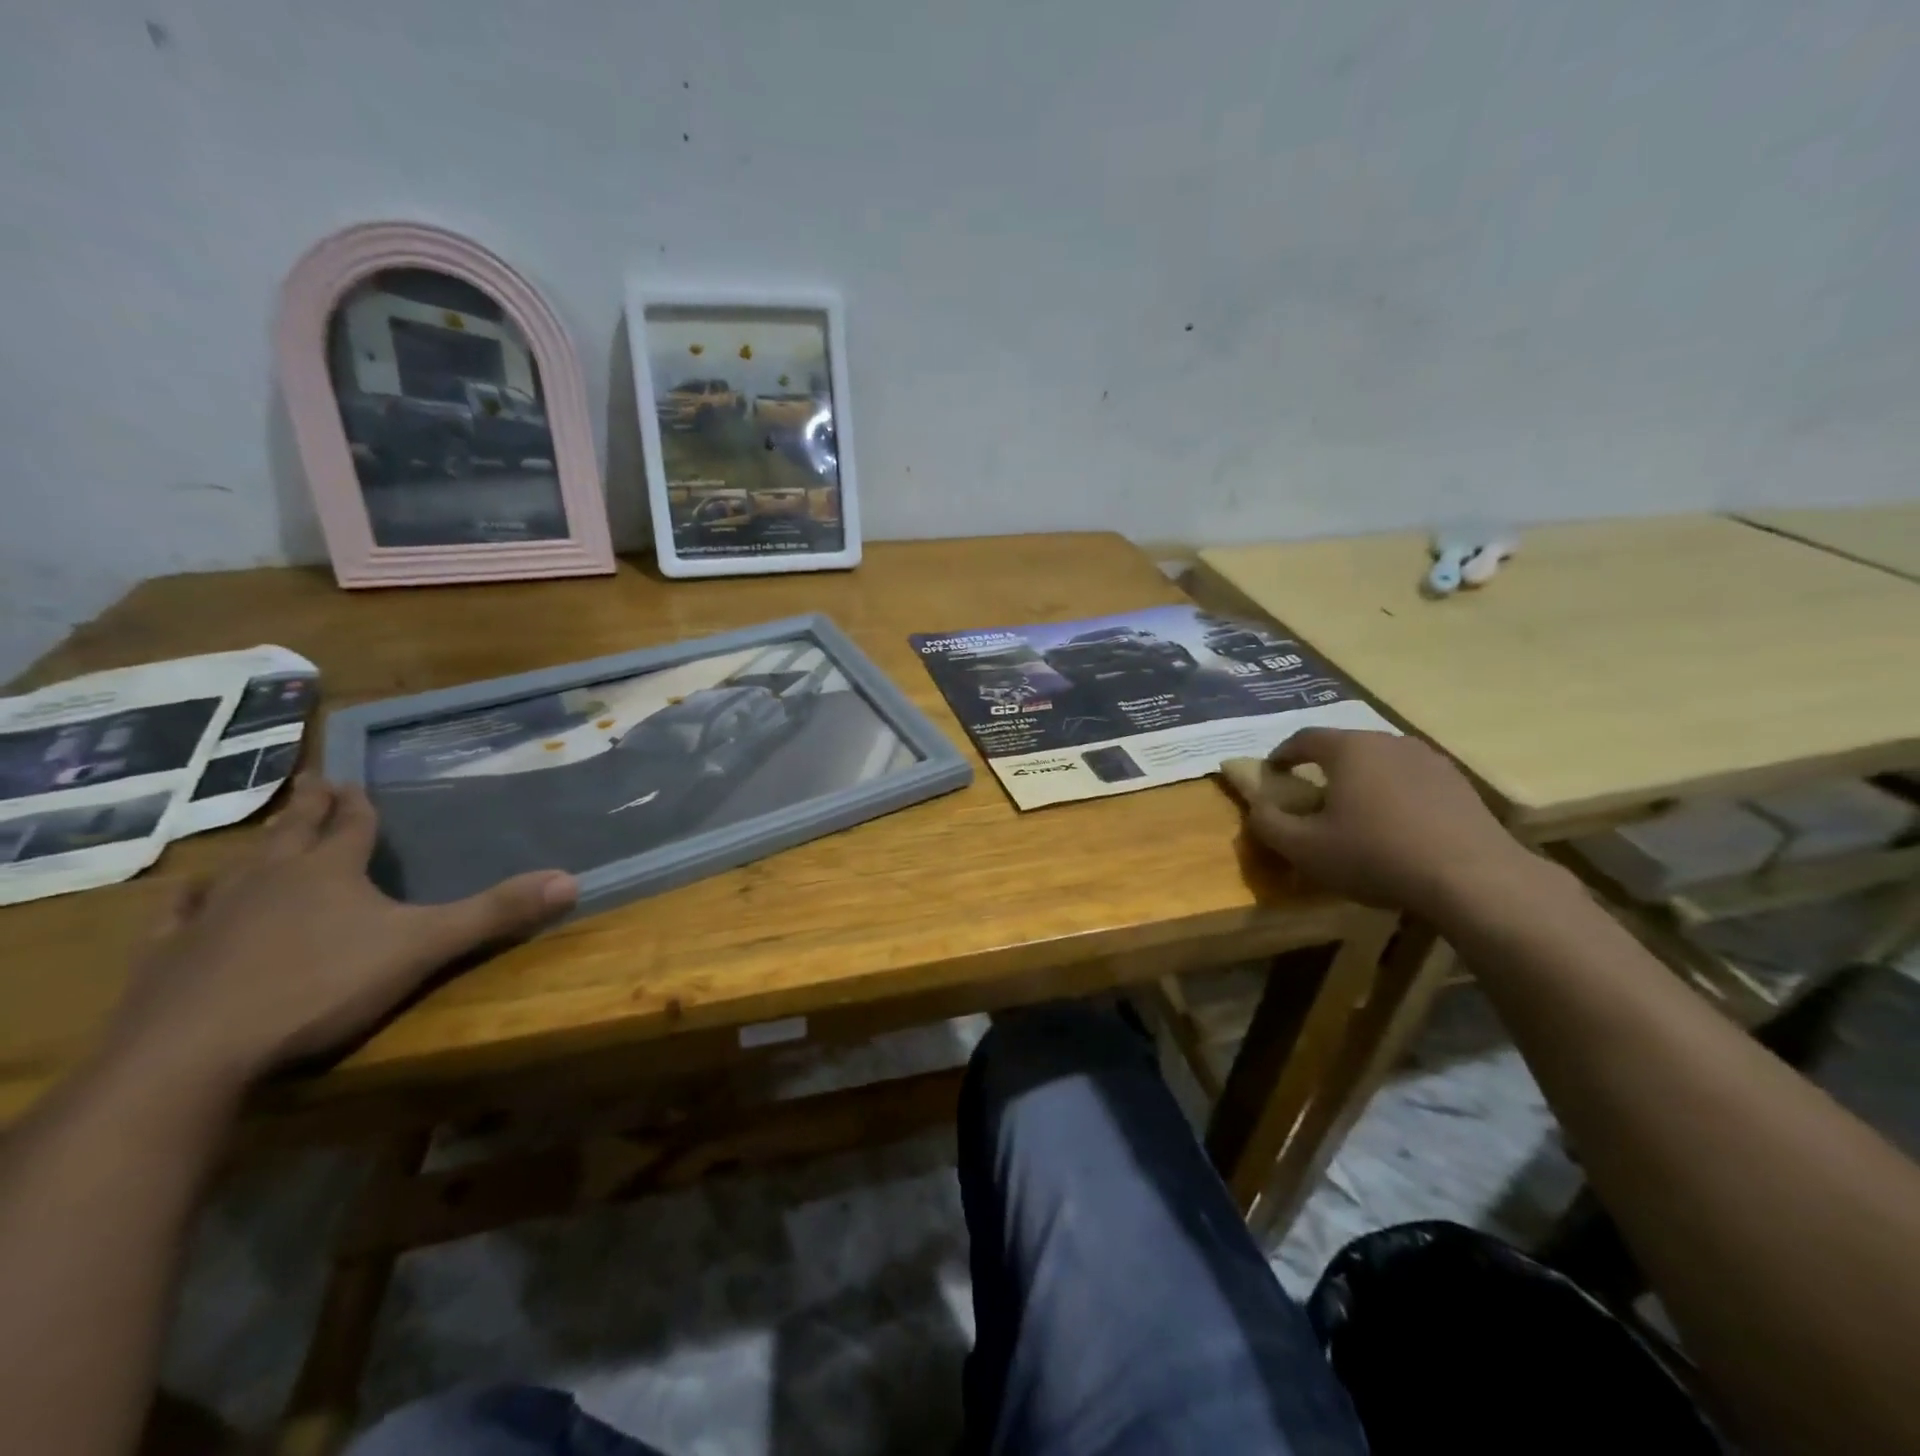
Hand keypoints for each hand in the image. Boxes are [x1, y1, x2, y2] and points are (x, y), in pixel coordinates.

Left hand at [105, 777, 576, 1090]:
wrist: (193, 1054)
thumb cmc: (320, 987)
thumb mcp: (424, 947)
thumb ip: (495, 913)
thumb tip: (571, 880)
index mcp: (329, 871)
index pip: (351, 826)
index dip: (357, 805)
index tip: (350, 779)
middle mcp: (269, 880)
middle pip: (293, 833)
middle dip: (307, 808)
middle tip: (312, 780)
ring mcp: (212, 916)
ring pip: (239, 868)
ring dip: (255, 848)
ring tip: (261, 837)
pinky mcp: (168, 957)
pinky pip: (180, 915)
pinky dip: (188, 900)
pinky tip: (186, 897)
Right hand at [1245, 729, 1539, 919]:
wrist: (1472, 878)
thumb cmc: (1375, 855)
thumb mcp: (1304, 848)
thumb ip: (1269, 824)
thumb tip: (1257, 807)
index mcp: (1348, 749)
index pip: (1304, 738)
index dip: (1282, 754)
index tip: (1272, 773)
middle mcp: (1387, 742)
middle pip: (1344, 746)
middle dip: (1322, 767)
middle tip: (1311, 794)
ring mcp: (1428, 760)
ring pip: (1380, 762)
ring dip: (1361, 780)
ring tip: (1354, 811)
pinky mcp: (1457, 784)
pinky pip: (1411, 780)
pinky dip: (1394, 794)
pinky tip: (1396, 825)